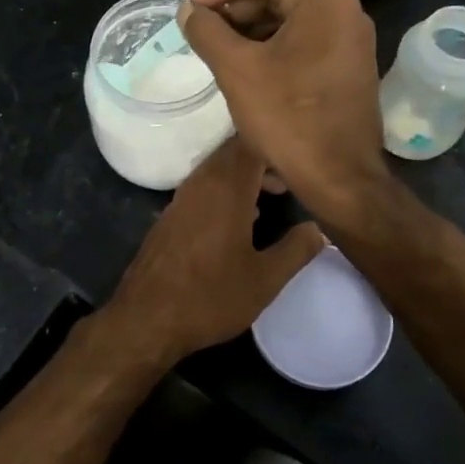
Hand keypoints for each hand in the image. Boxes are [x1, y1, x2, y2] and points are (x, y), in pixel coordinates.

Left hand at [87, 137, 324, 370]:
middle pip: (233, 153)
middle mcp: (201, 184)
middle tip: (290, 182)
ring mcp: (181, 199)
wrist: (146, 319)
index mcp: (226, 189)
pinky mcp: (169, 216)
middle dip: (263, 160)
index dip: (278, 147)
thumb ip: (296, 250)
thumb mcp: (265, 280)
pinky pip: (202, 189)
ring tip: (271, 198)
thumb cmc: (210, 297)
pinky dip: (224, 192)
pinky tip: (240, 220)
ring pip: (216, 171)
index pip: (251, 144)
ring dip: (243, 177)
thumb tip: (319, 229)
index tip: (300, 164)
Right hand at [180, 0, 388, 221]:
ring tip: (216, 50)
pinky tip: (245, 68)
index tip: (192, 7)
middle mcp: (345, 12)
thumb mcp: (237, 70)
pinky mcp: (348, 69)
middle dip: (235, 7)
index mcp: (324, 0)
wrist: (341, 178)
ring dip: (251, 29)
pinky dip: (272, 47)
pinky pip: (305, 42)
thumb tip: (188, 11)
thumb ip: (207, 32)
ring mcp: (351, 42)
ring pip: (292, 19)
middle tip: (201, 29)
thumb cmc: (288, 117)